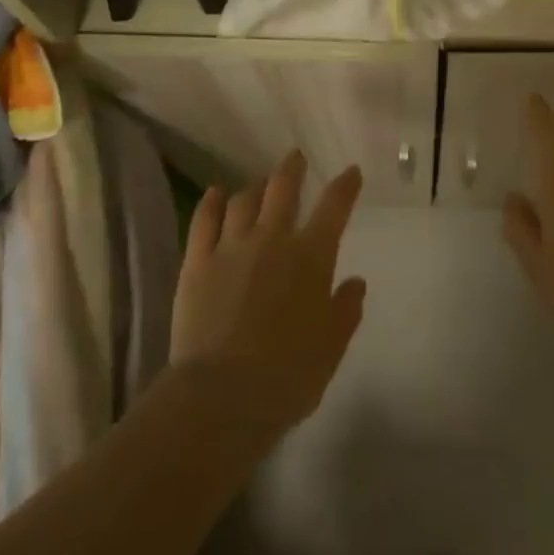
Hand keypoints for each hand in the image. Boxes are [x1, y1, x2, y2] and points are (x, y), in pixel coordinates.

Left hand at [170, 153, 367, 435]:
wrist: (221, 397)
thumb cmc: (287, 375)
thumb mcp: (331, 348)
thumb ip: (345, 310)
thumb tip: (355, 282)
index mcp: (311, 257)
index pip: (334, 207)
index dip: (345, 186)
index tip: (351, 172)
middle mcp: (272, 239)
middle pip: (283, 188)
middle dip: (292, 169)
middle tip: (295, 157)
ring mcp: (231, 247)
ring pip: (243, 200)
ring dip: (254, 187)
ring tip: (257, 185)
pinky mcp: (197, 262)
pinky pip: (204, 220)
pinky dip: (211, 202)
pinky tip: (215, 194)